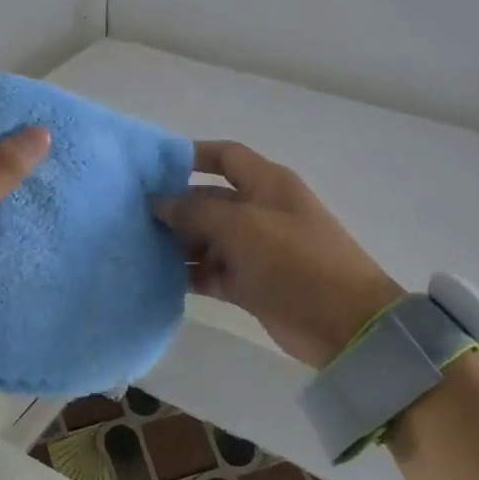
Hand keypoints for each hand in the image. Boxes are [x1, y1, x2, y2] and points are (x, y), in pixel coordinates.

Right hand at [155, 140, 403, 368]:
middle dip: (176, 206)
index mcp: (267, 184)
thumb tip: (159, 202)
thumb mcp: (242, 227)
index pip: (225, 156)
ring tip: (140, 249)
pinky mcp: (251, 283)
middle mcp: (260, 211)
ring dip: (178, 243)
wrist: (345, 323)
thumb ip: (196, 211)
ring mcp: (255, 249)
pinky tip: (159, 277)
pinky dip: (190, 273)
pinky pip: (212, 271)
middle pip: (210, 199)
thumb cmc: (295, 260)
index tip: (151, 167)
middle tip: (133, 216)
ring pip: (207, 238)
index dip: (191, 156)